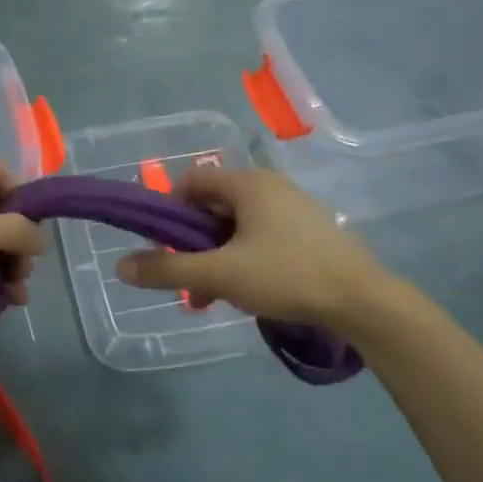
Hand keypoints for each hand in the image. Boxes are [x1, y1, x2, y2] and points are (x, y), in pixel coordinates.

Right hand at [116, 165, 391, 332]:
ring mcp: (294, 207)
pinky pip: (262, 236)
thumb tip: (121, 266)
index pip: (191, 181)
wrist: (362, 300)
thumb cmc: (286, 276)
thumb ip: (167, 270)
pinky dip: (244, 258)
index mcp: (248, 183)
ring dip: (217, 256)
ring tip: (214, 295)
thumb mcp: (219, 275)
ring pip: (237, 226)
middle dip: (193, 243)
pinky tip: (247, 291)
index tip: (163, 247)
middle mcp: (270, 185)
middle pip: (213, 206)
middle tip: (188, 278)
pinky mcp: (310, 230)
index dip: (168, 211)